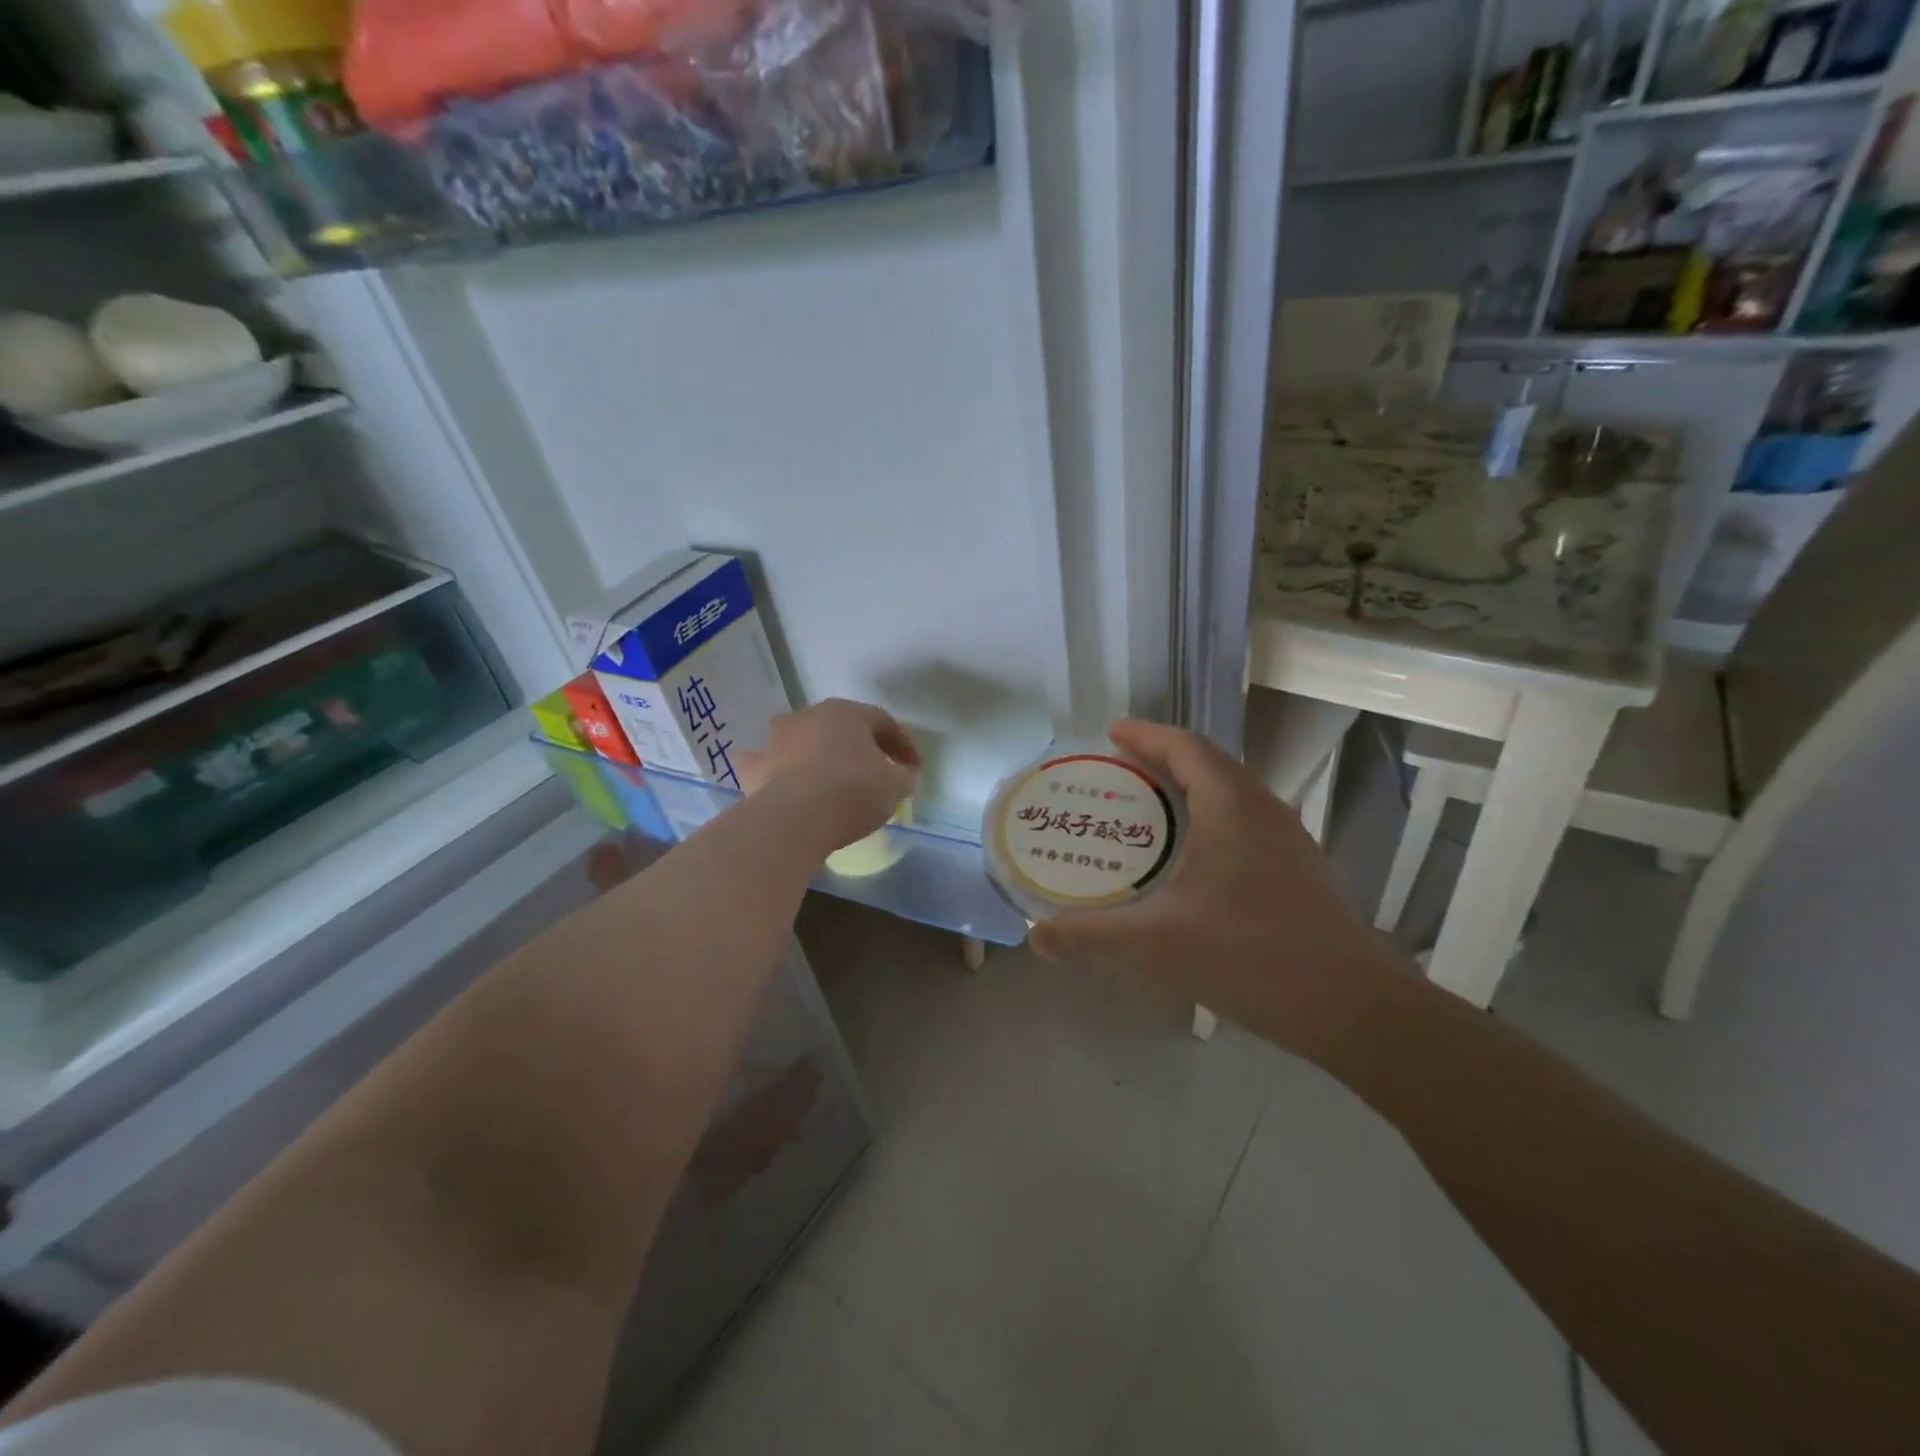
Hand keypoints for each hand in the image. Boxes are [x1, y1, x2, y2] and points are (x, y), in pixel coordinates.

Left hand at [735, 698, 919, 854]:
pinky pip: (766, 762)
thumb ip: (904, 776)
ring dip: (816, 753)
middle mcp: (809, 715)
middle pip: (841, 727)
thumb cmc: (853, 792)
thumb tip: (904, 774)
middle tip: (874, 771)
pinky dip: (775, 769)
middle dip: (859, 746)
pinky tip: (782, 782)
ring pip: (802, 739)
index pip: (883, 722)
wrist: (794, 818)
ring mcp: (776, 738)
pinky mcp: (754, 765)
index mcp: (847, 712)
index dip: (902, 744)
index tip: (912, 769)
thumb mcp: (895, 786)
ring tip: (829, 779)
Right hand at [1029, 720, 1405, 1064]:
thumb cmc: (1251, 956)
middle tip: (1114, 776)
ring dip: (1186, 793)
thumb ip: (1092, 935)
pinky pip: (1243, 825)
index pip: (1185, 747)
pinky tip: (1187, 864)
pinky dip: (1207, 823)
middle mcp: (1263, 810)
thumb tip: (1036, 934)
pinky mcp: (1298, 871)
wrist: (1352, 1008)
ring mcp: (1287, 841)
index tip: (1109, 734)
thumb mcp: (1158, 944)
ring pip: (1229, 796)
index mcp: (1231, 806)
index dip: (1145, 734)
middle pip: (1207, 765)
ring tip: (1143, 814)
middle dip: (1159, 762)